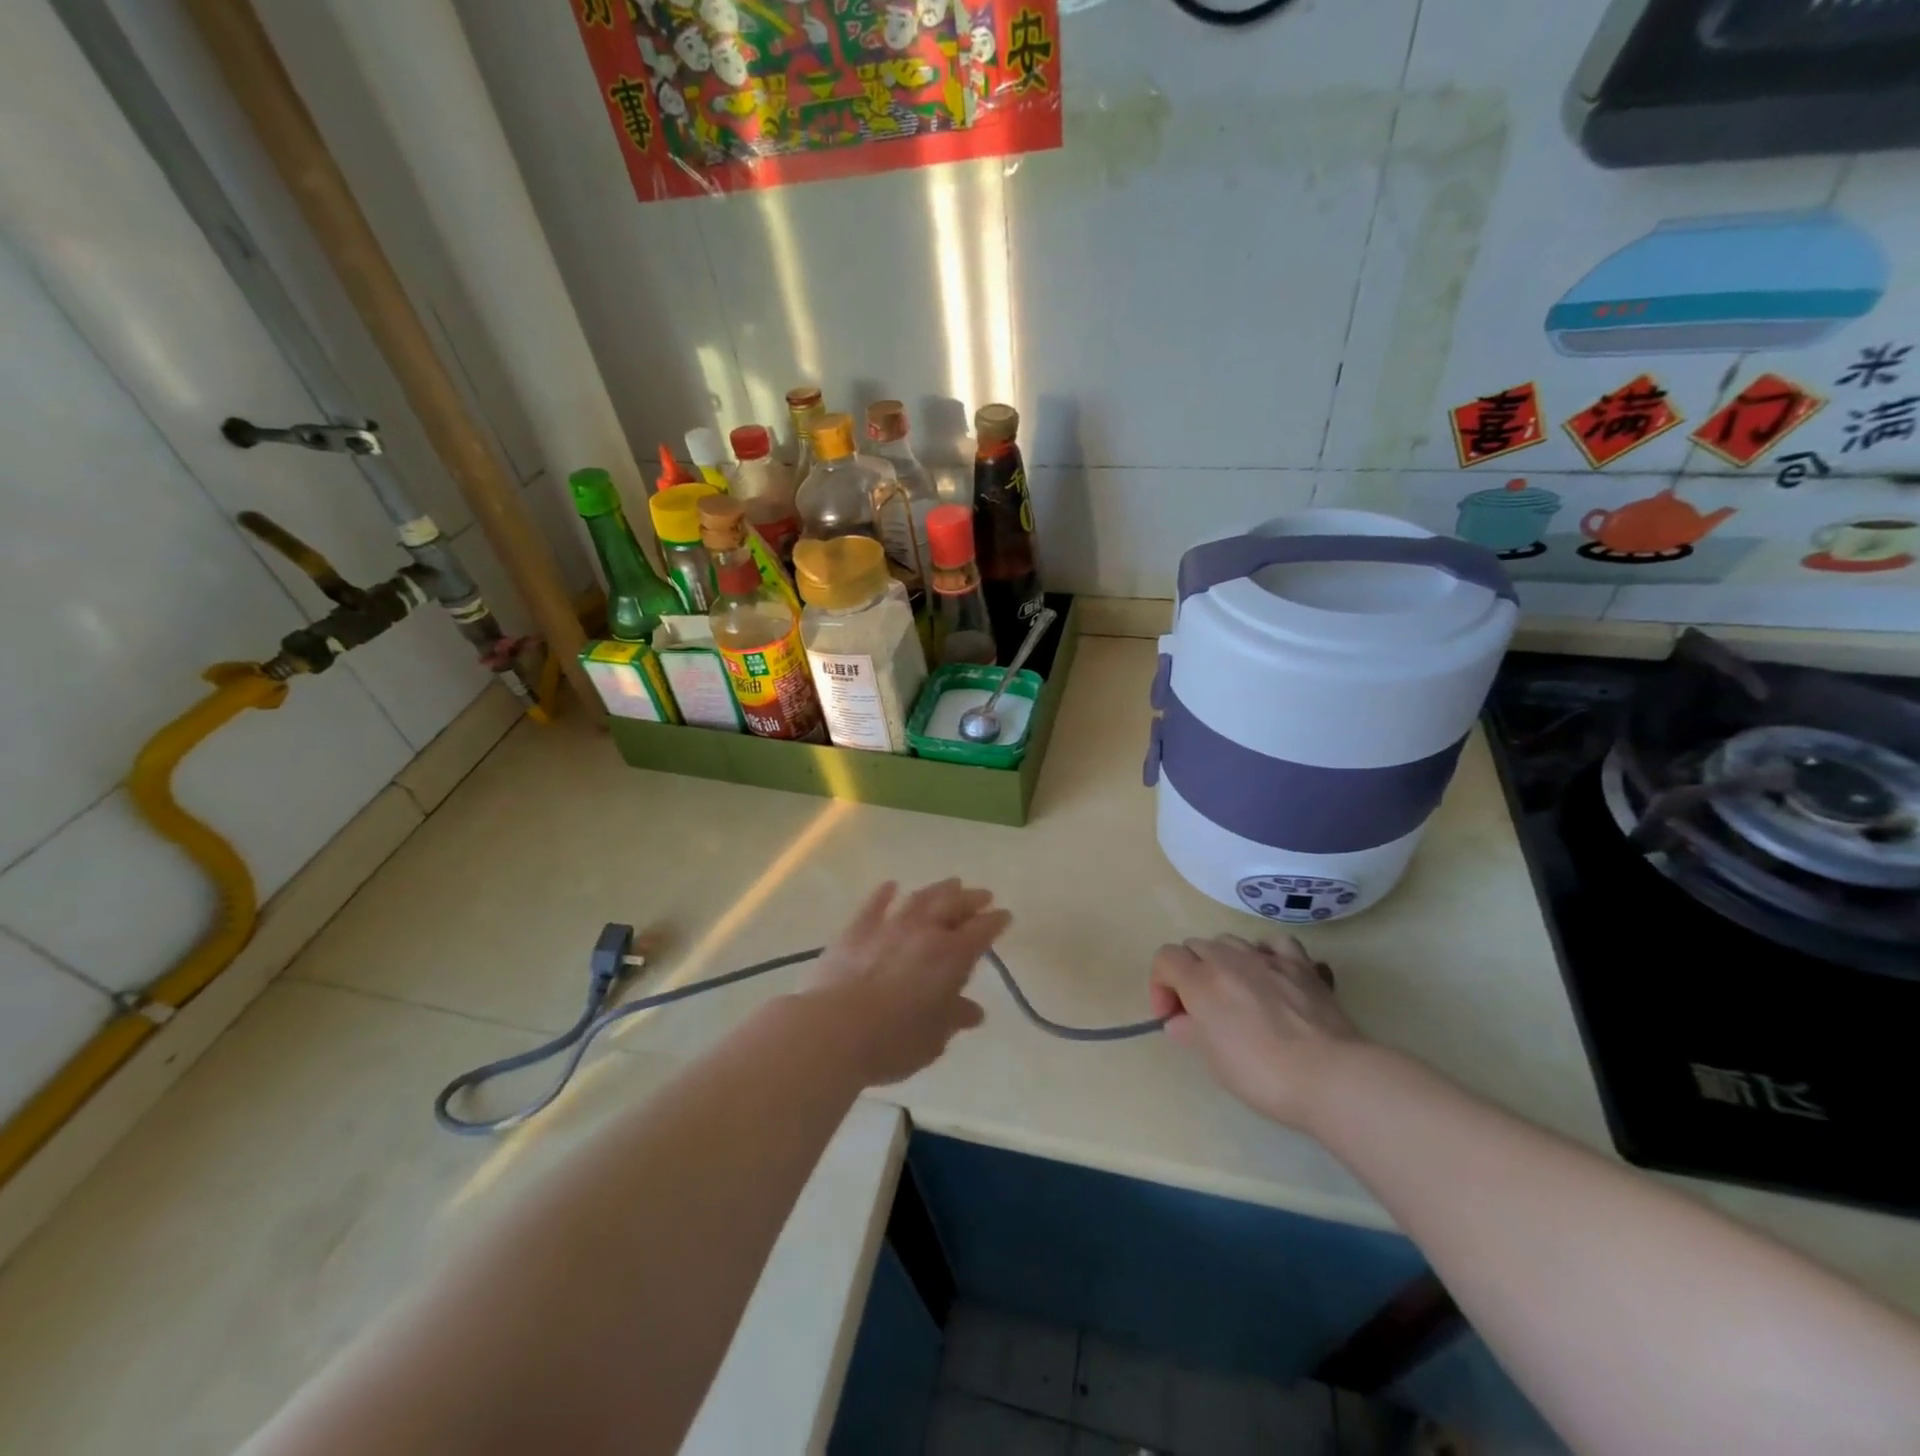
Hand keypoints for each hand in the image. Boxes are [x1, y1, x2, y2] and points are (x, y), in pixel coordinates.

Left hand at [800, 880, 1009, 1084]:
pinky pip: (874, 904)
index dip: (995, 922)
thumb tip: (972, 1011)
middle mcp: (923, 932)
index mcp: (950, 957)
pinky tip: (891, 886)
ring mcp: (888, 926)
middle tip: (983, 894)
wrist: (833, 1030)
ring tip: (950, 884)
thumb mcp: (933, 1039)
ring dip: (938, 890)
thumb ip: (953, 1018)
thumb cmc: (892, 1042)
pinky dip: (885, 893)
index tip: (1005, 915)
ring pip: (919, 899)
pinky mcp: (856, 930)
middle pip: (953, 906)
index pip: (981, 932)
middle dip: (971, 899)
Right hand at [1149, 934, 1359, 1129]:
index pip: (1165, 958)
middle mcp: (1229, 959)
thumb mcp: (1213, 1061)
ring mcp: (1267, 958)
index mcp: (1201, 981)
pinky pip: (1274, 943)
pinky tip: (1269, 973)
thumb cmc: (1261, 1074)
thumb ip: (1190, 1032)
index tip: (1171, 1016)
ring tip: (1234, 991)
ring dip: (1222, 960)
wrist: (1328, 1076)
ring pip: (1230, 940)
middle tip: (1199, 1007)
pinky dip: (1264, 952)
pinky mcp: (1300, 965)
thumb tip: (1180, 1022)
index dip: (1161, 984)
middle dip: (1189, 971)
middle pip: (1195, 946)